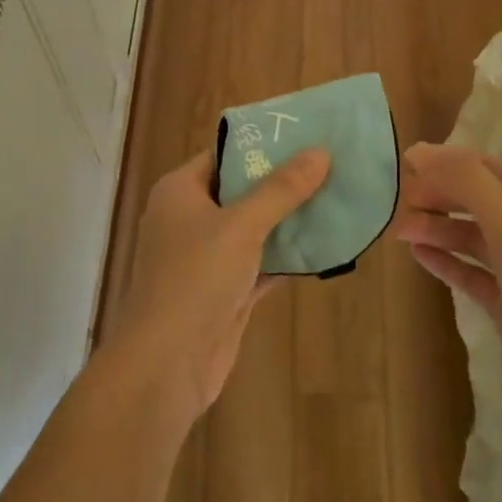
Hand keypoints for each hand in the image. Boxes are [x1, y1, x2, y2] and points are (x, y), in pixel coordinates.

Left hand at [106, 145, 330, 422]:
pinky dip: (287, 256)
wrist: (166, 366)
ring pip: (254, 229)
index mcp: (180, 191)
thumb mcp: (241, 226)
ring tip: (336, 198)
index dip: (262, 144)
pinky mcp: (224, 291)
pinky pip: (261, 263)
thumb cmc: (195, 279)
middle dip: (284, 182)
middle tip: (330, 165)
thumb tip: (320, 151)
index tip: (305, 134)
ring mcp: (207, 258)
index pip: (224, 154)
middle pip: (242, 190)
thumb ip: (281, 189)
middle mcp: (190, 218)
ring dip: (289, 220)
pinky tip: (325, 246)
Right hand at [395, 143, 501, 436]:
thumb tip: (418, 150)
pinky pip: (469, 270)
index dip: (442, 163)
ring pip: (469, 234)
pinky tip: (417, 255)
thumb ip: (465, 180)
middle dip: (436, 195)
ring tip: (399, 230)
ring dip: (436, 228)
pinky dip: (445, 260)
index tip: (402, 166)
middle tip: (397, 202)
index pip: (480, 165)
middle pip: (473, 198)